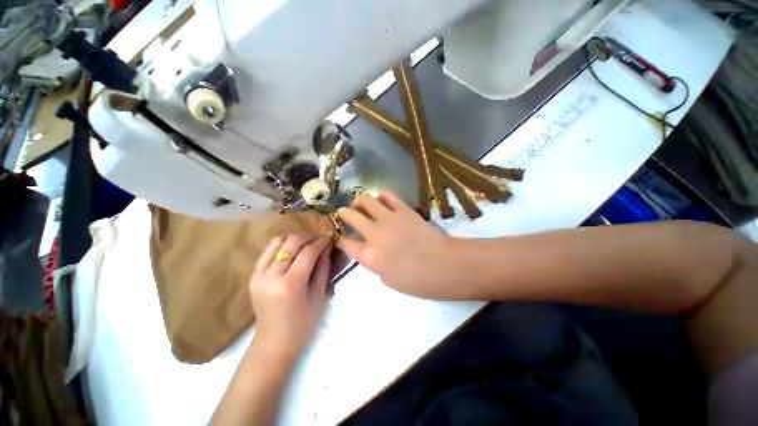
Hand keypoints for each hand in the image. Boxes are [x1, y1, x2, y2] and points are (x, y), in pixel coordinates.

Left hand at [250, 234, 331, 361]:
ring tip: (308, 240)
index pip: (308, 252)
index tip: (330, 237)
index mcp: (290, 284)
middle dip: (309, 236)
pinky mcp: (253, 275)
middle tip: (321, 237)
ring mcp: (258, 274)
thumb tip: (327, 247)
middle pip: (291, 242)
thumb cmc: (303, 325)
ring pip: (277, 241)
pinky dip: (282, 244)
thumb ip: (323, 268)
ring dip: (295, 237)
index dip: (321, 241)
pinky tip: (293, 248)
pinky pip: (268, 250)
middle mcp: (271, 275)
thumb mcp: (319, 296)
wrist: (273, 344)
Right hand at [338, 191, 459, 296]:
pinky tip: (382, 202)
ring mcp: (388, 218)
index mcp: (369, 256)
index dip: (341, 239)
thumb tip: (372, 253)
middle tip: (346, 214)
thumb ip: (375, 265)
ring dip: (360, 201)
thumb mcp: (389, 281)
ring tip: (362, 205)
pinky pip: (388, 195)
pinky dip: (381, 197)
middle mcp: (374, 234)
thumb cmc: (418, 281)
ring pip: (365, 200)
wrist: (445, 265)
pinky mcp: (403, 209)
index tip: (343, 238)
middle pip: (350, 216)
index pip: (345, 243)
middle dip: (344, 214)